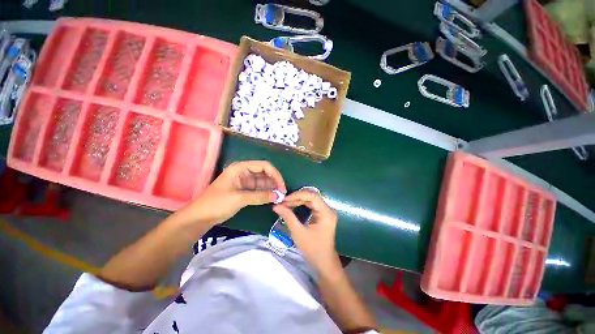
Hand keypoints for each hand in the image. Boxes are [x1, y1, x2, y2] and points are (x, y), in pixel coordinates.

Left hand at [178, 161, 285, 226]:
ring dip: (271, 188)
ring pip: (262, 181)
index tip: (282, 187)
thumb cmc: (217, 203)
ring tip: (279, 197)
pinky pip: (258, 189)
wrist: (199, 217)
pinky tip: (271, 198)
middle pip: (264, 173)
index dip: (275, 175)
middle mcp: (244, 172)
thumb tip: (278, 196)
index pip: (264, 166)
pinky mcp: (244, 190)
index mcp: (241, 168)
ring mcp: (244, 181)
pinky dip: (265, 193)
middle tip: (282, 194)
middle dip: (274, 182)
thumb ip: (260, 196)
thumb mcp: (239, 198)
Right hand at [273, 189, 338, 272]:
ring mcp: (326, 212)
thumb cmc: (313, 249)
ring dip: (298, 201)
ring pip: (311, 200)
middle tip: (283, 202)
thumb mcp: (298, 233)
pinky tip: (293, 207)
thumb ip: (288, 217)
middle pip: (311, 196)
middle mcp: (328, 209)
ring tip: (286, 204)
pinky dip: (302, 205)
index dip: (298, 195)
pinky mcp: (322, 215)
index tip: (285, 199)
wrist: (324, 263)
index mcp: (326, 212)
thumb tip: (276, 206)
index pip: (312, 196)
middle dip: (296, 198)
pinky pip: (311, 205)